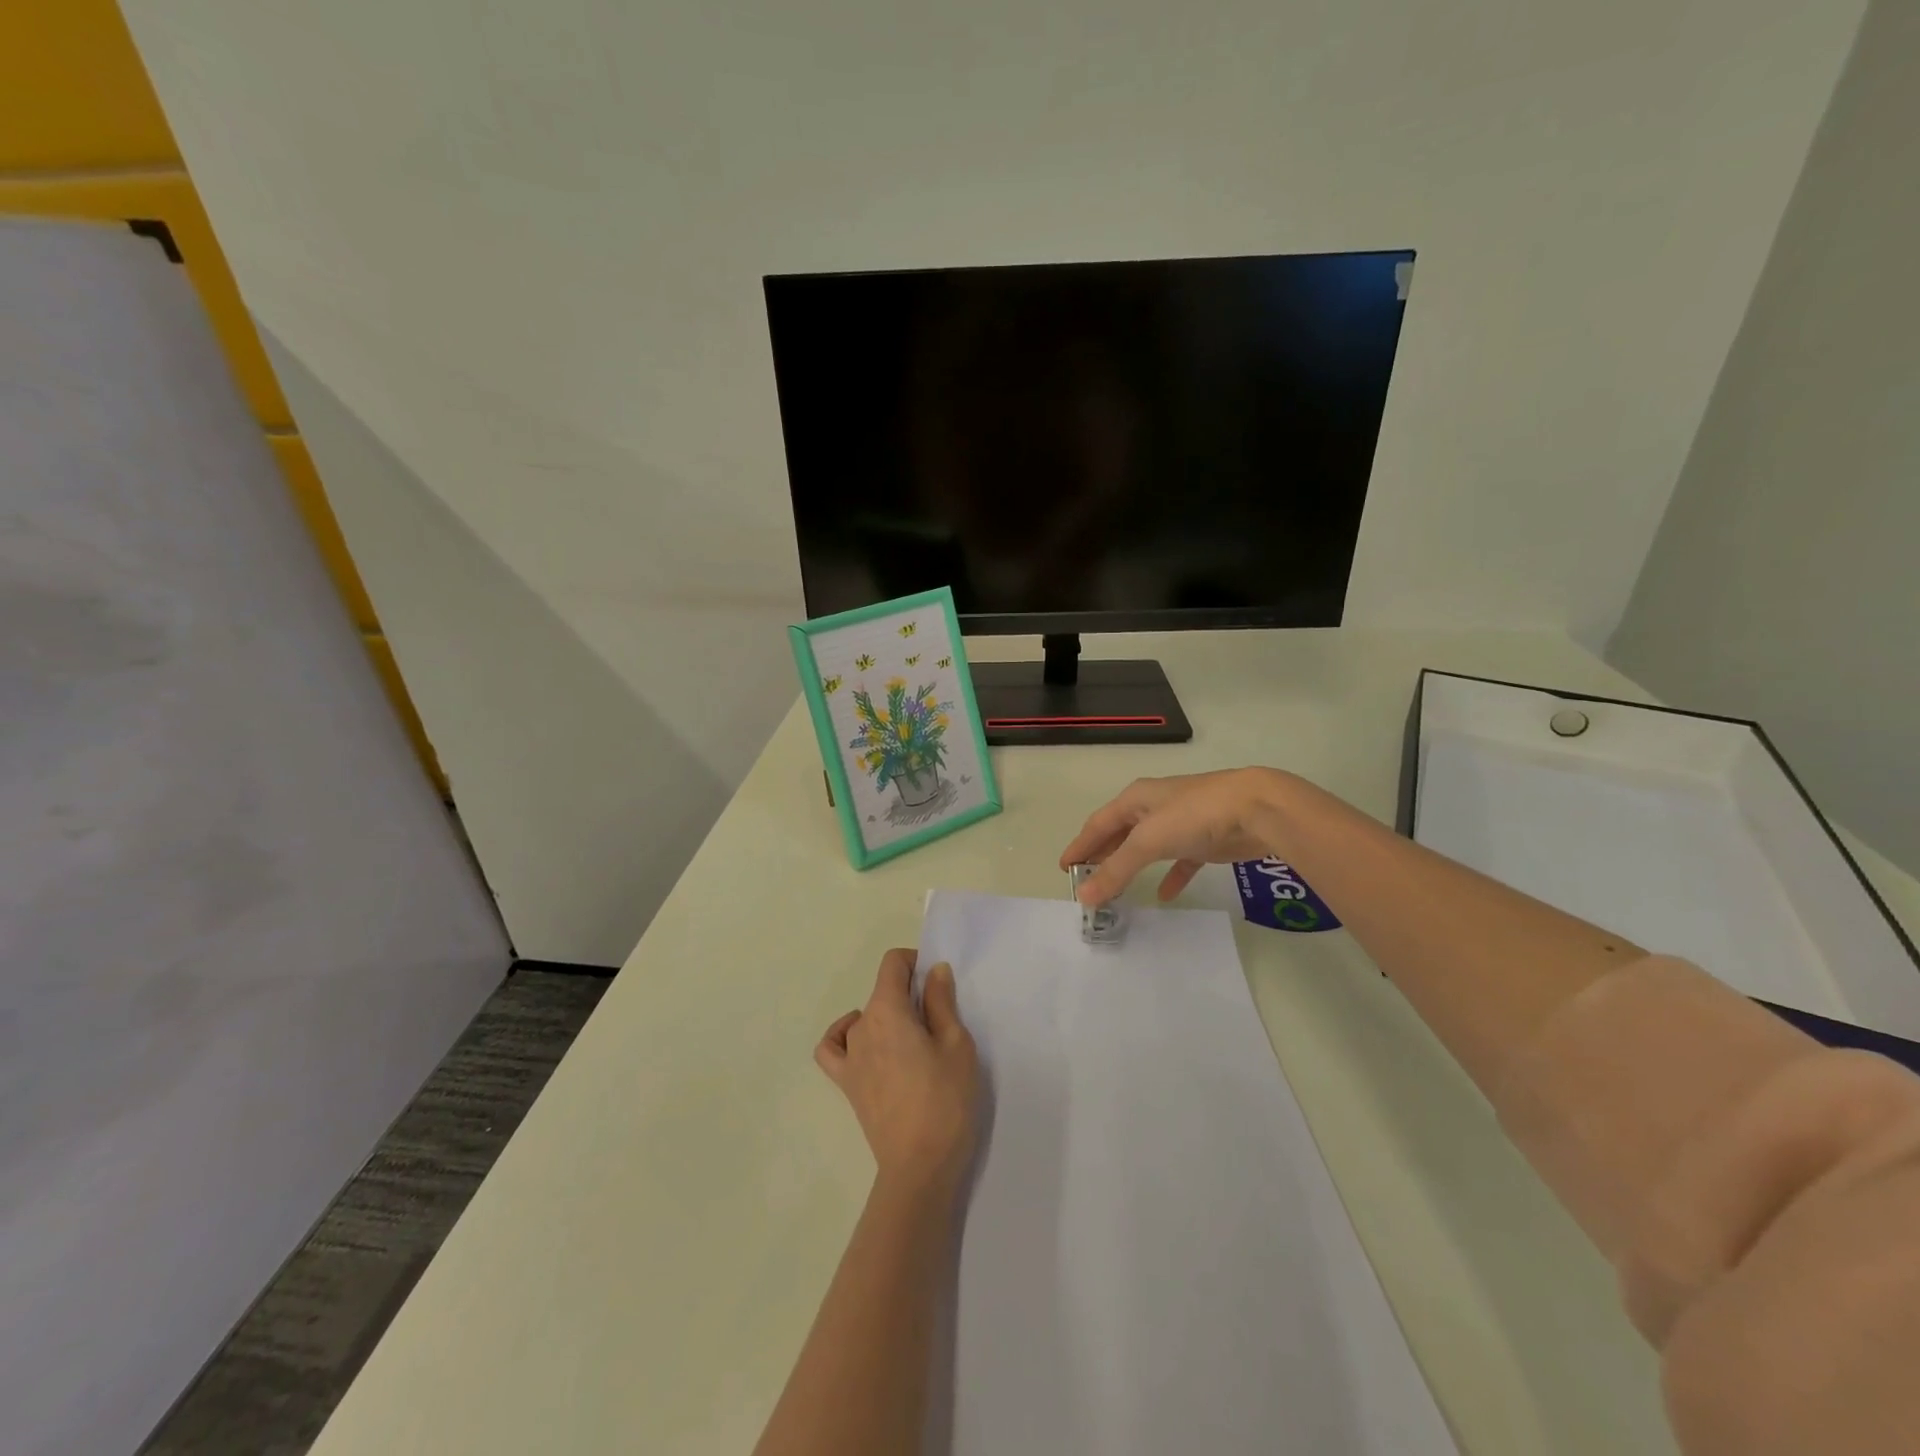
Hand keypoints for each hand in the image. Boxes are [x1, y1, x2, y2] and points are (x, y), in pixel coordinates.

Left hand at [816, 949, 978, 1195]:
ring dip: (888, 1017)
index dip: (915, 962)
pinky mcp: (846, 1084)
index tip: (937, 983)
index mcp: (887, 1010)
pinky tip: (865, 1043)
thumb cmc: (945, 1100)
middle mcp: (861, 1026)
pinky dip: (844, 1036)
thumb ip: (941, 1002)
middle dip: (909, 994)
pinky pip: (834, 1048)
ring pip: (866, 1017)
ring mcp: (849, 1056)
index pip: (892, 963)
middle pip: (882, 991)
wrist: (920, 1166)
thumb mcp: (956, 1043)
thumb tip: (933, 970)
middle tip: (940, 1022)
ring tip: (915, 1041)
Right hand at [1060, 768, 1290, 906]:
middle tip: (1085, 878)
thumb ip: (1116, 869)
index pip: (1098, 824)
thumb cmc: (1194, 815)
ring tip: (1114, 887)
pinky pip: (1180, 860)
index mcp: (1136, 799)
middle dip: (1102, 854)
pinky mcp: (1205, 839)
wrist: (1257, 808)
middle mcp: (1155, 806)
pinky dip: (1170, 876)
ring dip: (1130, 865)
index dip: (1080, 845)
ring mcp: (1181, 821)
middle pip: (1120, 833)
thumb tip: (1084, 896)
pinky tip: (1164, 895)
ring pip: (1147, 846)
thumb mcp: (1148, 841)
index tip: (1064, 868)